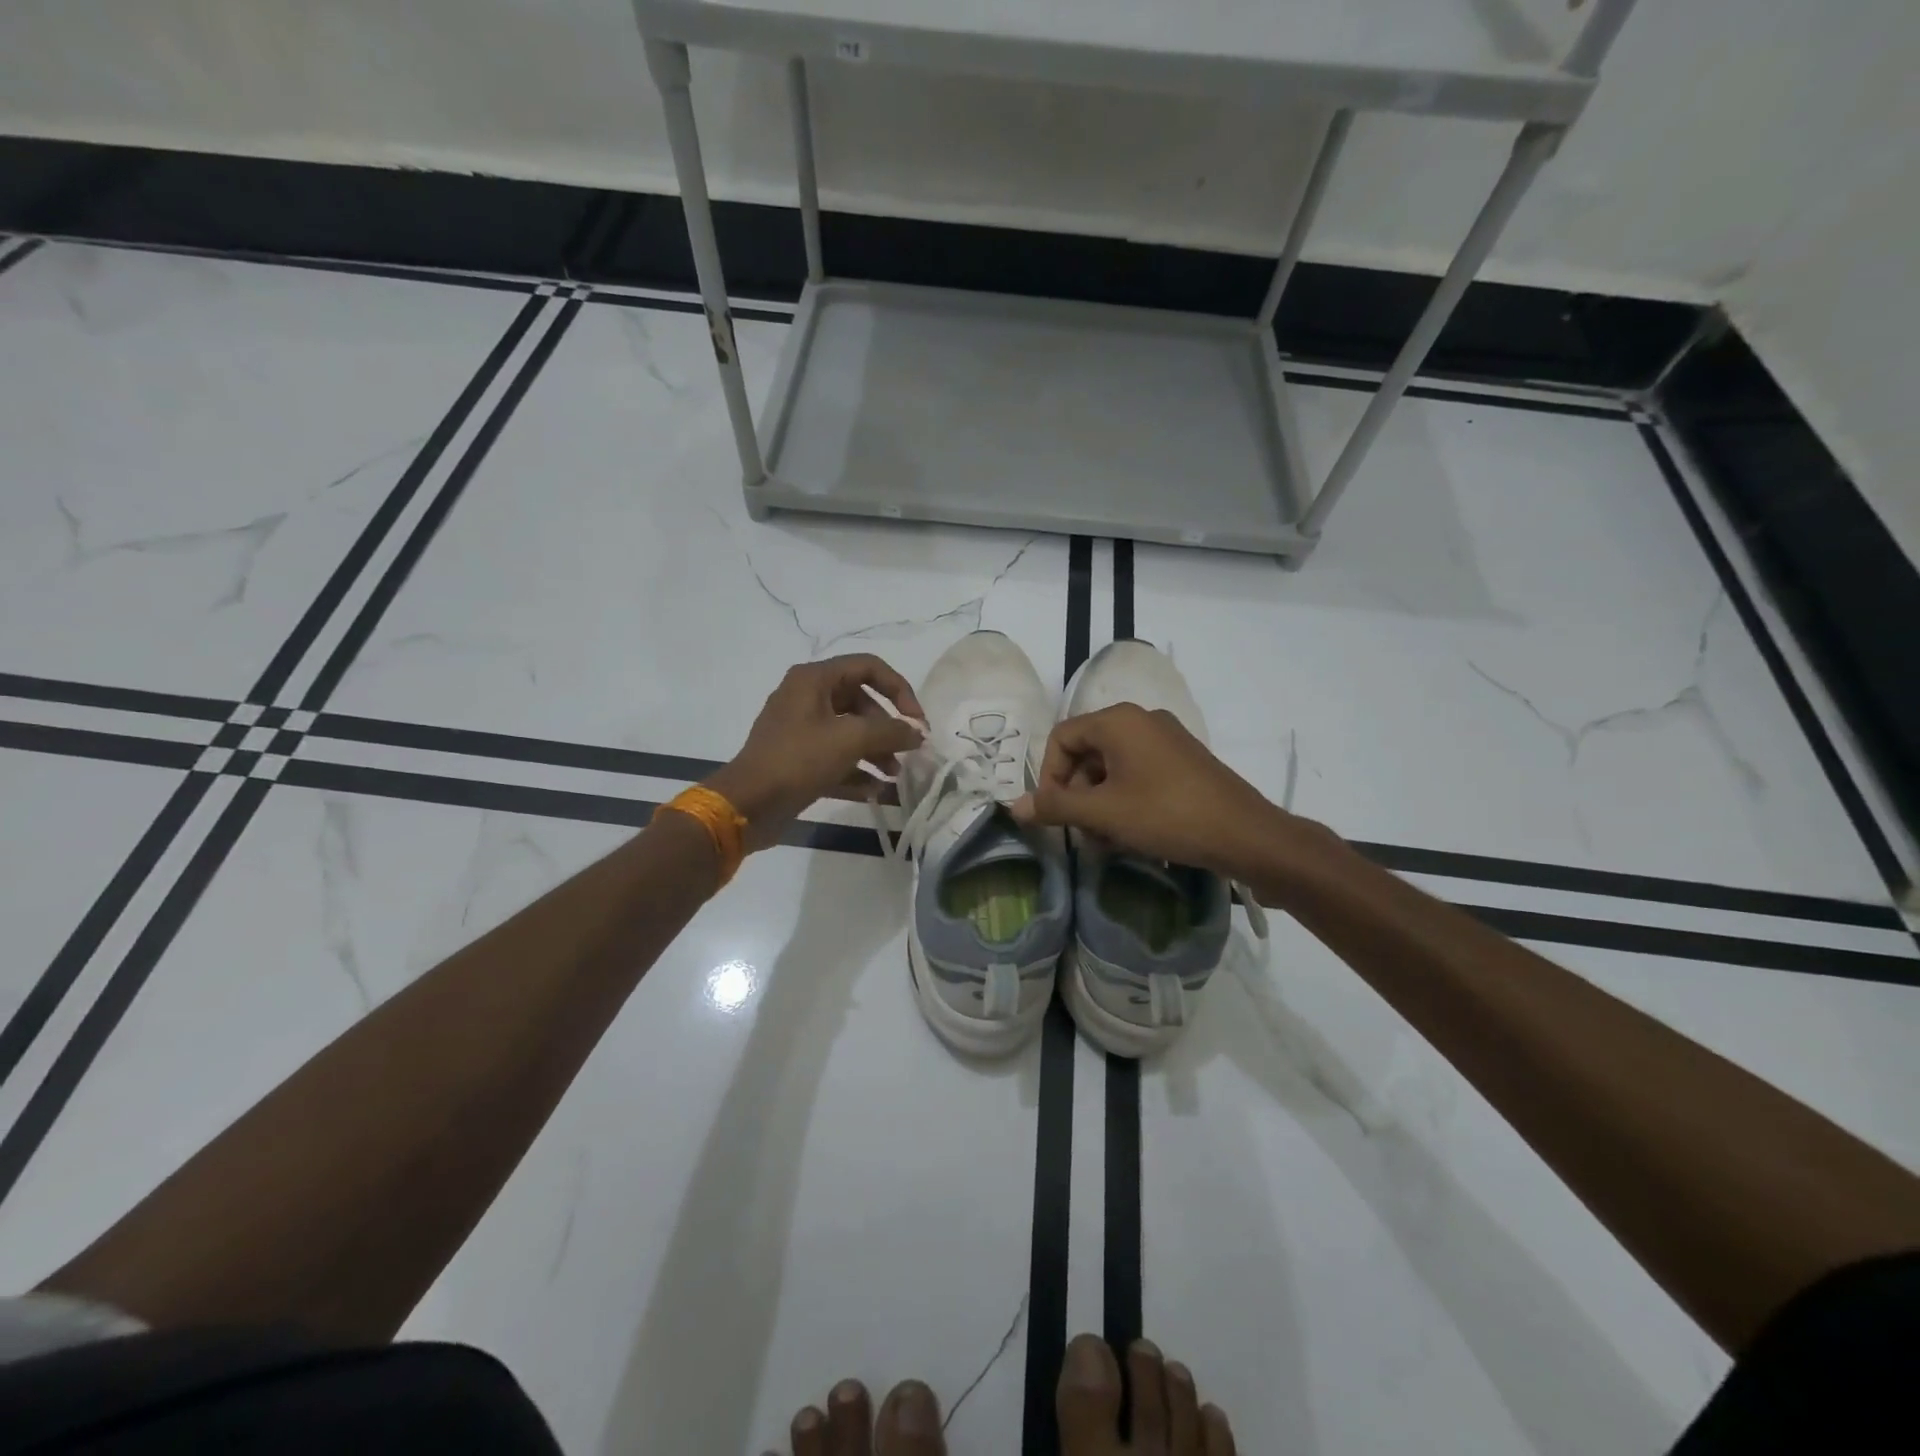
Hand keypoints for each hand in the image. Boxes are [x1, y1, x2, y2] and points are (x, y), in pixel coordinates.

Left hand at [704, 655, 925, 852]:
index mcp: (814, 679)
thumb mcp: (850, 739)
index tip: (917, 720)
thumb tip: (917, 733)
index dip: (899, 689)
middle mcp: (807, 697)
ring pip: (850, 732)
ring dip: (876, 751)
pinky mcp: (799, 760)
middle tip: (907, 752)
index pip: (868, 667)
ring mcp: (801, 730)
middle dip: (888, 727)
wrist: (747, 805)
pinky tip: (876, 791)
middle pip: (861, 702)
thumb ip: (891, 731)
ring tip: (894, 775)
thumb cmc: (798, 760)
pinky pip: (836, 758)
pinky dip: (857, 770)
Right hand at [1011, 703, 1289, 876]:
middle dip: (1076, 793)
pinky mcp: (1183, 761)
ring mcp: (1166, 739)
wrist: (1244, 834)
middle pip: (1087, 751)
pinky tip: (1130, 833)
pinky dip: (1124, 799)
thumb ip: (1056, 807)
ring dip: (1099, 801)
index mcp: (1119, 720)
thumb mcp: (1104, 813)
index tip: (1054, 813)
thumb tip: (1015, 806)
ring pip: (1112, 766)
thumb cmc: (1166, 815)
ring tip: (1106, 839)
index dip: (1048, 775)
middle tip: (1081, 832)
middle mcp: (1141, 719)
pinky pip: (1138, 772)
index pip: (1062, 737)